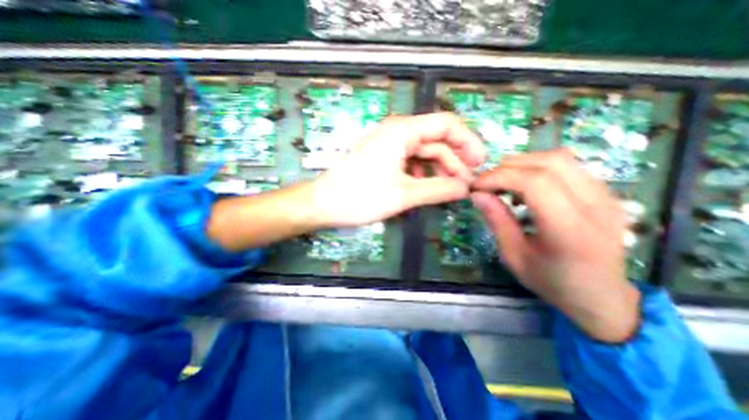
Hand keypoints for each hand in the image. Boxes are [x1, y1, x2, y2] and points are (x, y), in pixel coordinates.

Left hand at [310, 113, 484, 226]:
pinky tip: (424, 187)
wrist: (323, 204)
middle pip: (436, 140)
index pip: (447, 124)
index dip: (468, 142)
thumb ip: (438, 189)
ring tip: (448, 190)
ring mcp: (388, 145)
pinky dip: (423, 173)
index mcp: (402, 131)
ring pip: (424, 152)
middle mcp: (397, 132)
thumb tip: (465, 188)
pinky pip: (410, 161)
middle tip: (465, 185)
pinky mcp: (382, 157)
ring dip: (439, 169)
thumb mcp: (404, 195)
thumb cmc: (360, 197)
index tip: (480, 164)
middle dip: (455, 161)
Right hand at [469, 149, 640, 342]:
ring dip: (523, 164)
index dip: (500, 177)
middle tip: (487, 182)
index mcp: (570, 230)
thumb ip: (497, 221)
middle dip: (508, 167)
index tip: (477, 186)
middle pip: (549, 163)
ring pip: (560, 158)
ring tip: (504, 182)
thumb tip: (477, 194)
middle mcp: (595, 206)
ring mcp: (607, 196)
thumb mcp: (514, 256)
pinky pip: (568, 166)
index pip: (535, 183)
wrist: (602, 297)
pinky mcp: (606, 193)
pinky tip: (526, 186)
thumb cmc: (552, 281)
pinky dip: (538, 168)